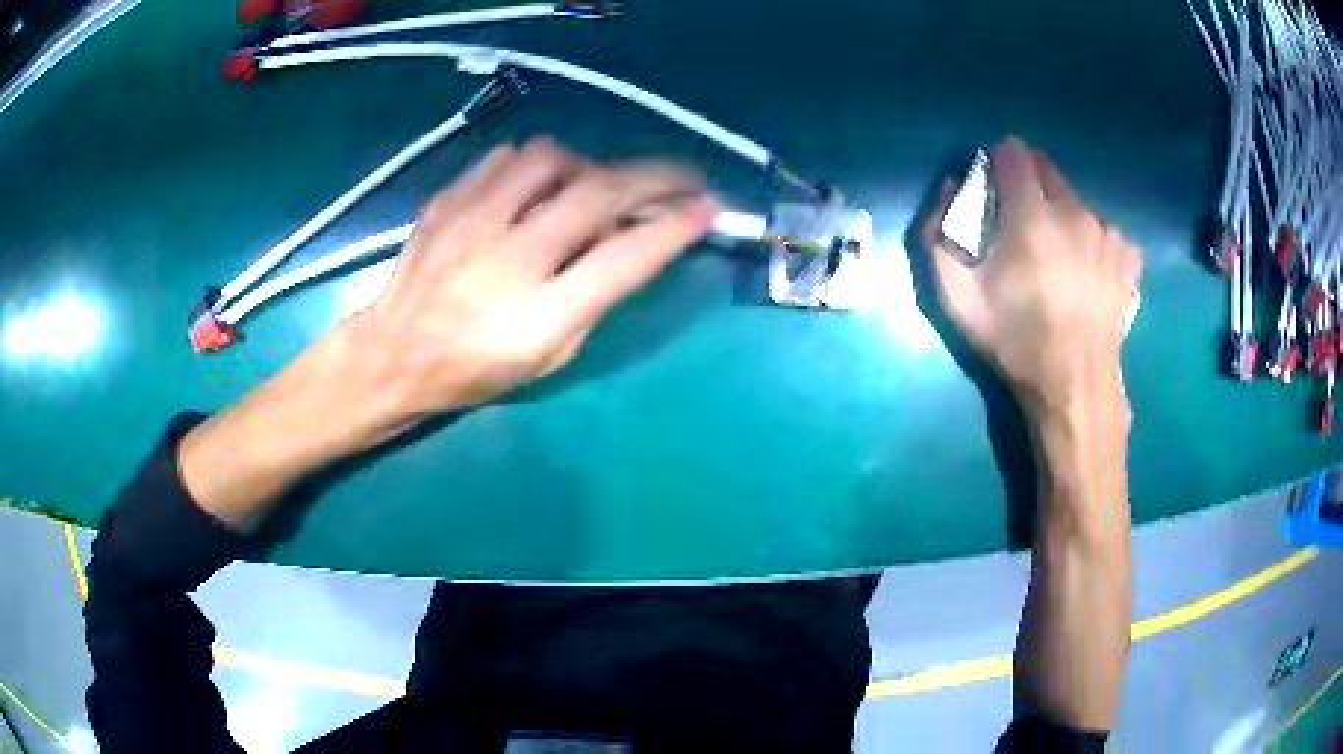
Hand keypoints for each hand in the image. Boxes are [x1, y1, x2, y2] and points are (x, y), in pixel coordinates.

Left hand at [342, 137, 717, 432]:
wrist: (392, 354)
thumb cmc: (474, 371)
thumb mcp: (547, 360)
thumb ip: (593, 300)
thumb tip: (629, 240)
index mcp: (537, 319)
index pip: (624, 259)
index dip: (675, 227)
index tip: (707, 208)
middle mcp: (507, 262)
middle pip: (598, 194)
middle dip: (656, 177)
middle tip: (684, 176)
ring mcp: (471, 224)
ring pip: (551, 160)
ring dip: (591, 165)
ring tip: (596, 184)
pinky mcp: (446, 201)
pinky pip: (506, 159)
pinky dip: (538, 166)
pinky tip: (538, 186)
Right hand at [922, 138, 1141, 420]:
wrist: (1074, 385)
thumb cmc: (1015, 341)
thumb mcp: (957, 299)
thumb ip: (938, 236)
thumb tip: (951, 186)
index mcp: (1032, 216)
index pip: (1014, 153)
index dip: (998, 163)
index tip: (993, 187)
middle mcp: (1075, 211)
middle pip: (1047, 168)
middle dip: (1029, 183)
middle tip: (1021, 223)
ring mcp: (1107, 232)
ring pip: (1076, 199)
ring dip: (1061, 212)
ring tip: (1057, 254)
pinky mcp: (1128, 253)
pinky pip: (1103, 227)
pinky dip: (1091, 238)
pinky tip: (1085, 269)